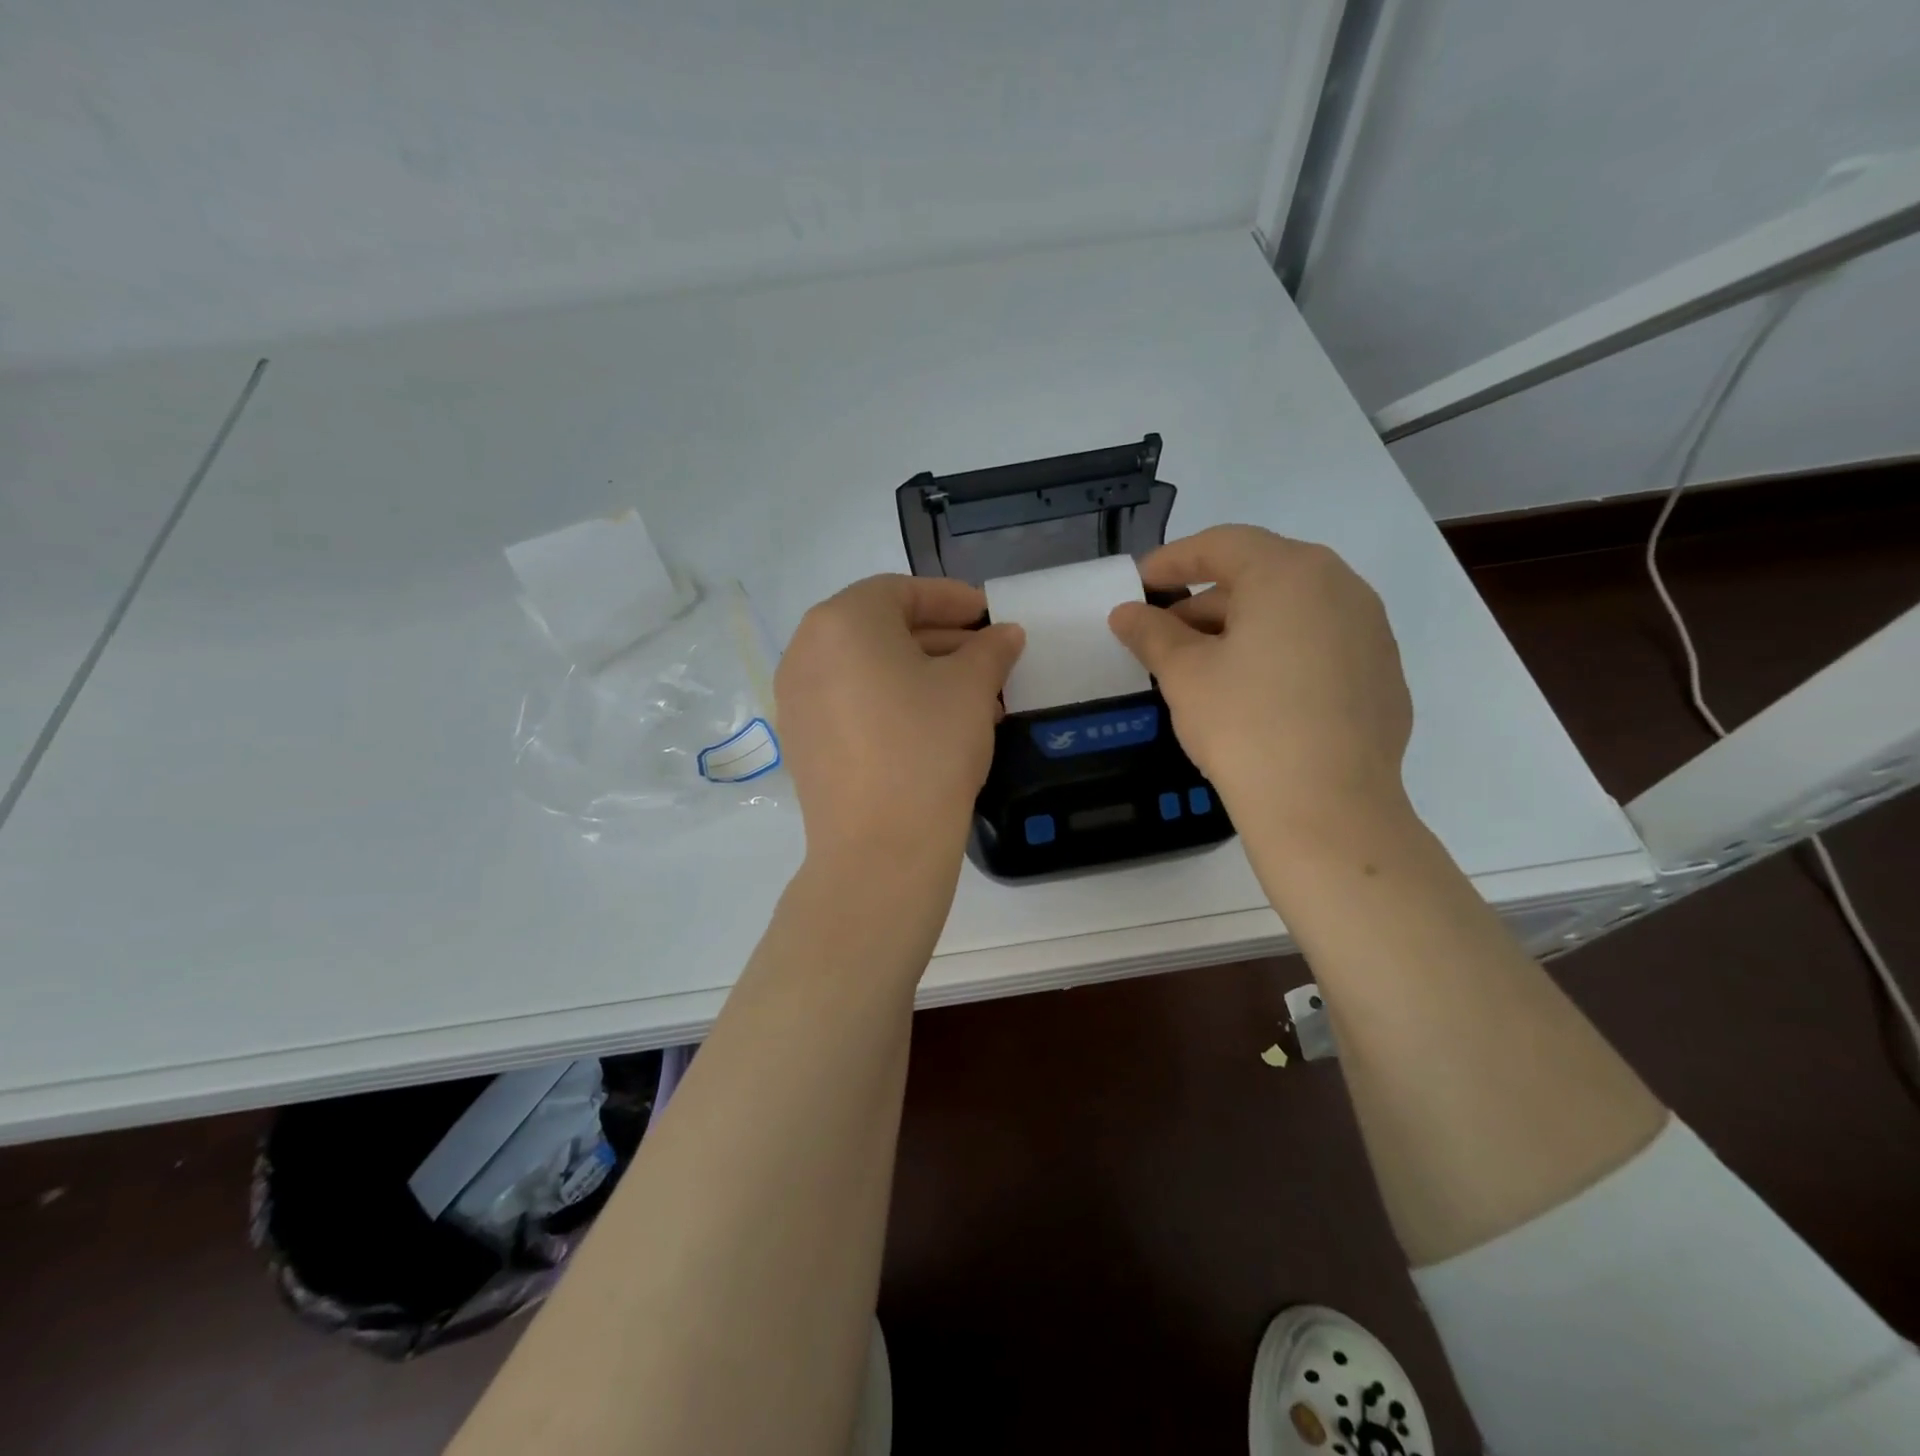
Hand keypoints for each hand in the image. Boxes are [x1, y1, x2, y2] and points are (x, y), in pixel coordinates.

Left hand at [776, 575, 1023, 875]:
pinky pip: (851, 703)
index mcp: (842, 621)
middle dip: (940, 640)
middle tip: (986, 655)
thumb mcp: (971, 688)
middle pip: (881, 629)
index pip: (901, 592)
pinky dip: (892, 702)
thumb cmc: (928, 747)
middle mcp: (806, 651)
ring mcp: (796, 699)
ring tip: (975, 698)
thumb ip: (990, 649)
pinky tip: (936, 727)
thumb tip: (1006, 634)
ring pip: (868, 670)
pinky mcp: (801, 741)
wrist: (880, 848)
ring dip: (922, 674)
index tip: (988, 614)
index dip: (951, 599)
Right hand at [1107, 526, 1413, 837]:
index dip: (1173, 560)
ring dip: (1244, 625)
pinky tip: (1257, 694)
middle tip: (1166, 632)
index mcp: (1290, 573)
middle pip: (1261, 574)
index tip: (1140, 582)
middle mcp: (1341, 587)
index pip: (1222, 545)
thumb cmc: (1245, 725)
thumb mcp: (1184, 675)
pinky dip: (1282, 652)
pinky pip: (1321, 644)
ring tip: (1206, 664)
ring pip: (1294, 610)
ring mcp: (1371, 631)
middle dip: (1206, 598)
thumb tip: (1126, 613)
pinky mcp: (1383, 674)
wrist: (1327, 808)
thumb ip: (1152, 633)